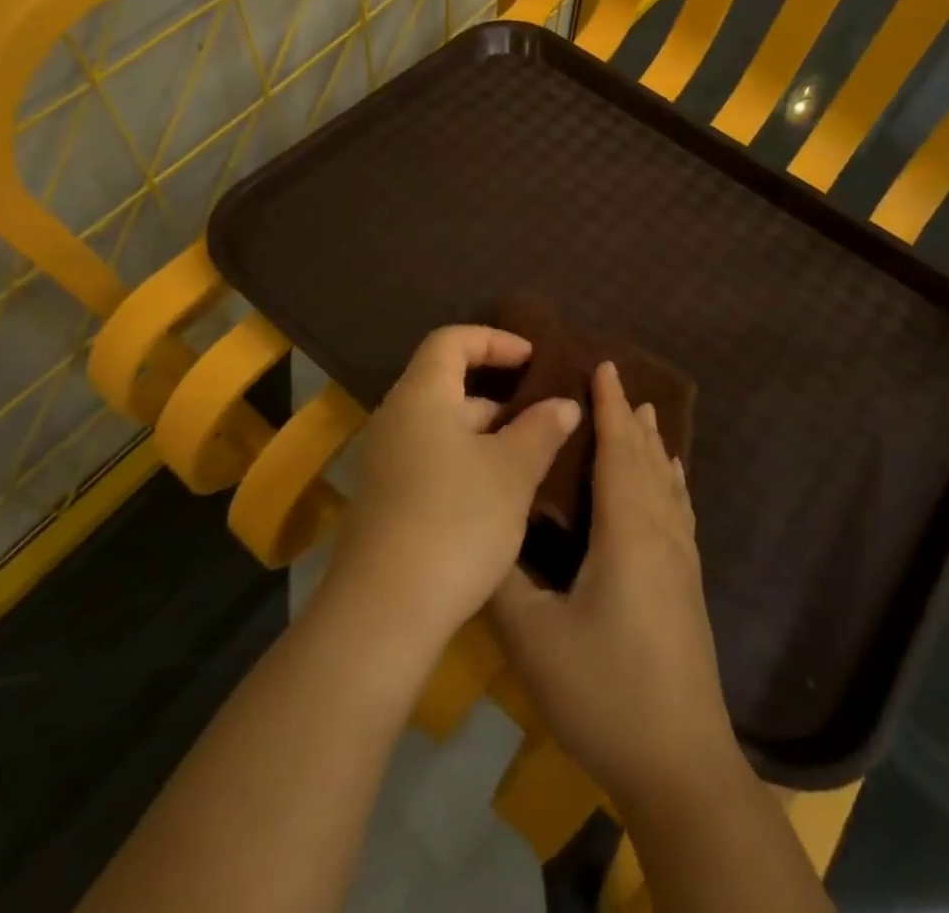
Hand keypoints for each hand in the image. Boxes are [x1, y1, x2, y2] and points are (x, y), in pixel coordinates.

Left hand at [325, 326, 581, 652]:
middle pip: (446, 382)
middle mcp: (396, 417)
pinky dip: (466, 459)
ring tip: (531, 456)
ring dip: (485, 432)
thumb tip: (564, 404)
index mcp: (421, 395)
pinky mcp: (385, 496)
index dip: (494, 340)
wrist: (385, 609)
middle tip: (542, 413)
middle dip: (497, 393)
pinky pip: (430, 456)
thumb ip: (540, 430)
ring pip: (441, 425)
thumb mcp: (511, 473)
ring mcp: (386, 458)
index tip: (534, 358)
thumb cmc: (456, 521)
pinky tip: (498, 493)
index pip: (451, 340)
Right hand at [490, 362, 744, 810]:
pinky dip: (671, 481)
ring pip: (668, 484)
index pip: (618, 451)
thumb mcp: (533, 636)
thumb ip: (501, 575)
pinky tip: (670, 482)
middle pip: (647, 459)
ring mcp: (681, 562)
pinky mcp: (688, 587)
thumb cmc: (604, 691)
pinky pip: (679, 510)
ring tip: (646, 415)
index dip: (610, 407)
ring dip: (654, 445)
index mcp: (627, 532)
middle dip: (631, 417)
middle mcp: (661, 534)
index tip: (602, 365)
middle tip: (615, 379)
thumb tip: (479, 527)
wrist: (681, 767)